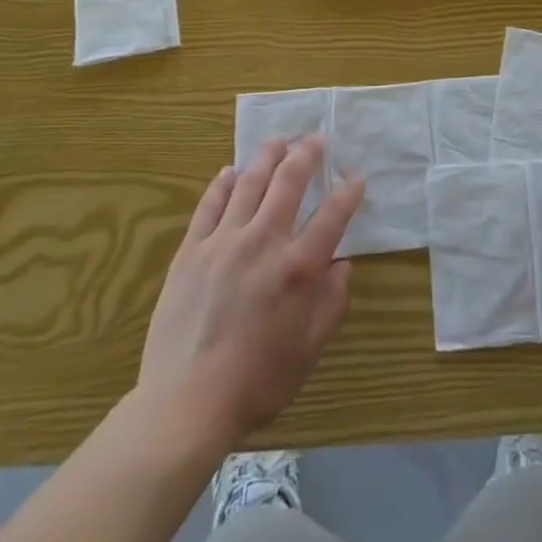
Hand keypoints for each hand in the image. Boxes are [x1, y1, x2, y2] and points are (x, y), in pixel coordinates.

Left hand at [138, 135, 362, 452]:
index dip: (348, 191)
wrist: (185, 403)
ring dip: (266, 157)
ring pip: (249, 183)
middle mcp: (264, 242)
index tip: (356, 176)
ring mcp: (224, 241)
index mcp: (298, 268)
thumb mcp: (309, 350)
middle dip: (307, 154)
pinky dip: (222, 184)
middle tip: (316, 138)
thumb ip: (331, 303)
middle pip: (289, 182)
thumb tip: (342, 265)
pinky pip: (210, 205)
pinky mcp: (191, 250)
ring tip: (277, 140)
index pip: (332, 215)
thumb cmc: (256, 382)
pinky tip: (230, 172)